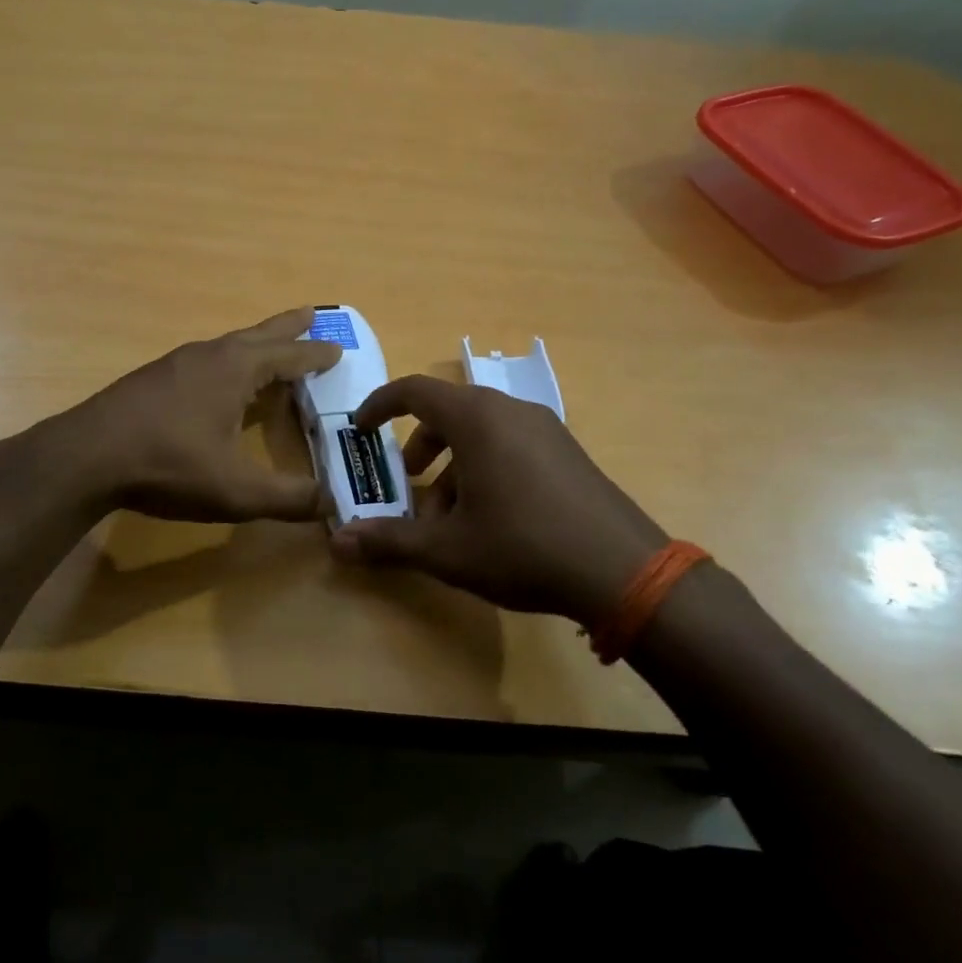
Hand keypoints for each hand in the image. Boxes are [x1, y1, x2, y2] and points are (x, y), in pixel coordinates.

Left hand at [61, 307, 341, 522]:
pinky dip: (226, 362)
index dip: (315, 354)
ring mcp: (174, 364)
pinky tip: (216, 381)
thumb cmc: (168, 466)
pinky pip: (203, 360)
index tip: (338, 348)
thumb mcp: (236, 491)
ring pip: (226, 345)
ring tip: (269, 348)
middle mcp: (208, 356)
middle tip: (312, 314)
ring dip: (254, 343)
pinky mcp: (151, 379)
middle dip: (288, 327)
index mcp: (235, 370)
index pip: (288, 355)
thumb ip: (288, 498)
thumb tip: (333, 504)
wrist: (86, 457)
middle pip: (258, 334)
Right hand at [328, 375, 667, 622]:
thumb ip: (389, 542)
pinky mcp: (568, 453)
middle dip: (419, 446)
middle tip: (407, 482)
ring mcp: (546, 430)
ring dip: (453, 464)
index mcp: (477, 419)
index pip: (415, 390)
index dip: (380, 405)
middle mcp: (511, 411)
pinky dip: (485, 468)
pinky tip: (490, 520)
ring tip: (448, 517)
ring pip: (482, 433)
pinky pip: (511, 446)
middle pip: (449, 412)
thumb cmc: (522, 547)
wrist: (624, 571)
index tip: (361, 429)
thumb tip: (338, 543)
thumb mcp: (447, 550)